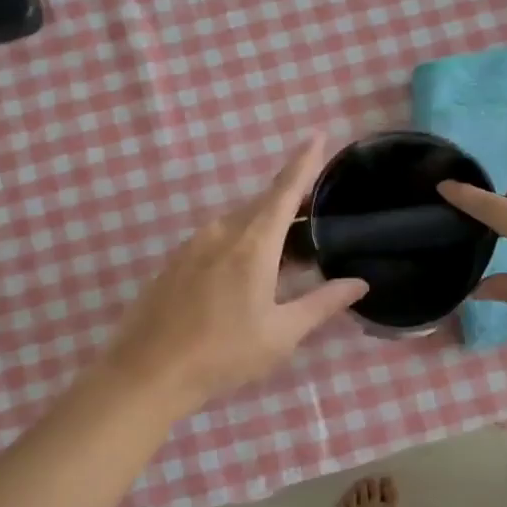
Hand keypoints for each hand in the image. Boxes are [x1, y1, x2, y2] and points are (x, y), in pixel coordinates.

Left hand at [106, 136, 367, 409]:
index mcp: (252, 244)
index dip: (304, 162)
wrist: (148, 372)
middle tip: (318, 226)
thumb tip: (358, 283)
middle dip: (291, 207)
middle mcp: (221, 233)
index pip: (285, 191)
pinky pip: (217, 239)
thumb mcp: (281, 333)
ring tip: (288, 260)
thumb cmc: (223, 354)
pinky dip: (241, 244)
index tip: (318, 134)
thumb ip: (322, 303)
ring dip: (266, 231)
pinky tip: (247, 277)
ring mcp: (193, 245)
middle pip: (263, 206)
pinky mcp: (175, 262)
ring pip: (239, 223)